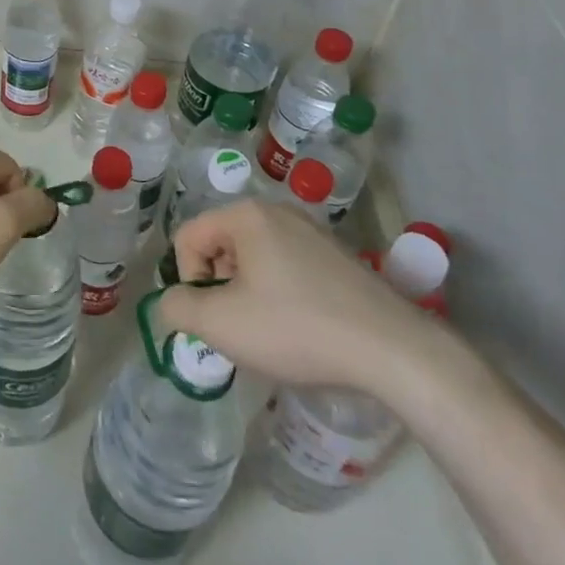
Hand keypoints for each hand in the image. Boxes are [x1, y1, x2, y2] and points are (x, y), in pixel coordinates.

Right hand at [159, 200, 447, 401]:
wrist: (393, 351)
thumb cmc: (297, 328)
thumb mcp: (222, 324)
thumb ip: (179, 308)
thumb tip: (170, 302)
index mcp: (247, 216)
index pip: (189, 238)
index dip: (189, 281)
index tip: (213, 319)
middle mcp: (278, 212)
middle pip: (222, 246)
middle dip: (220, 288)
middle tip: (239, 329)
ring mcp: (312, 233)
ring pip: (255, 260)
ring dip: (249, 295)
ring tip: (271, 335)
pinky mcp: (338, 258)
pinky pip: (287, 269)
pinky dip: (281, 297)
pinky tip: (302, 331)